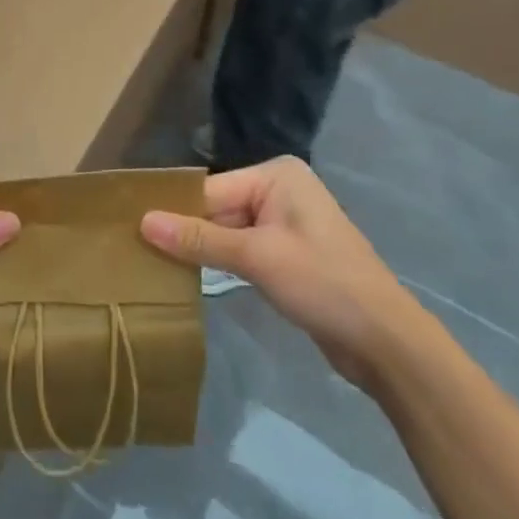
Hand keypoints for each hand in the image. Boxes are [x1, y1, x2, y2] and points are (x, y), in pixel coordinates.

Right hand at [140, 157, 420, 388]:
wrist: (386, 342)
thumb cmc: (323, 284)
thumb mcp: (256, 258)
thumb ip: (198, 239)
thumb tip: (142, 222)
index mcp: (276, 176)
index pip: (210, 189)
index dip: (174, 211)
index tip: (131, 229)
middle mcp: (279, 190)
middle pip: (217, 208)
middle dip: (186, 232)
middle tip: (137, 251)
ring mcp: (285, 222)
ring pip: (227, 230)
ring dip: (201, 250)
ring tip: (154, 265)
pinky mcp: (287, 253)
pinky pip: (242, 249)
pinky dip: (221, 262)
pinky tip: (190, 277)